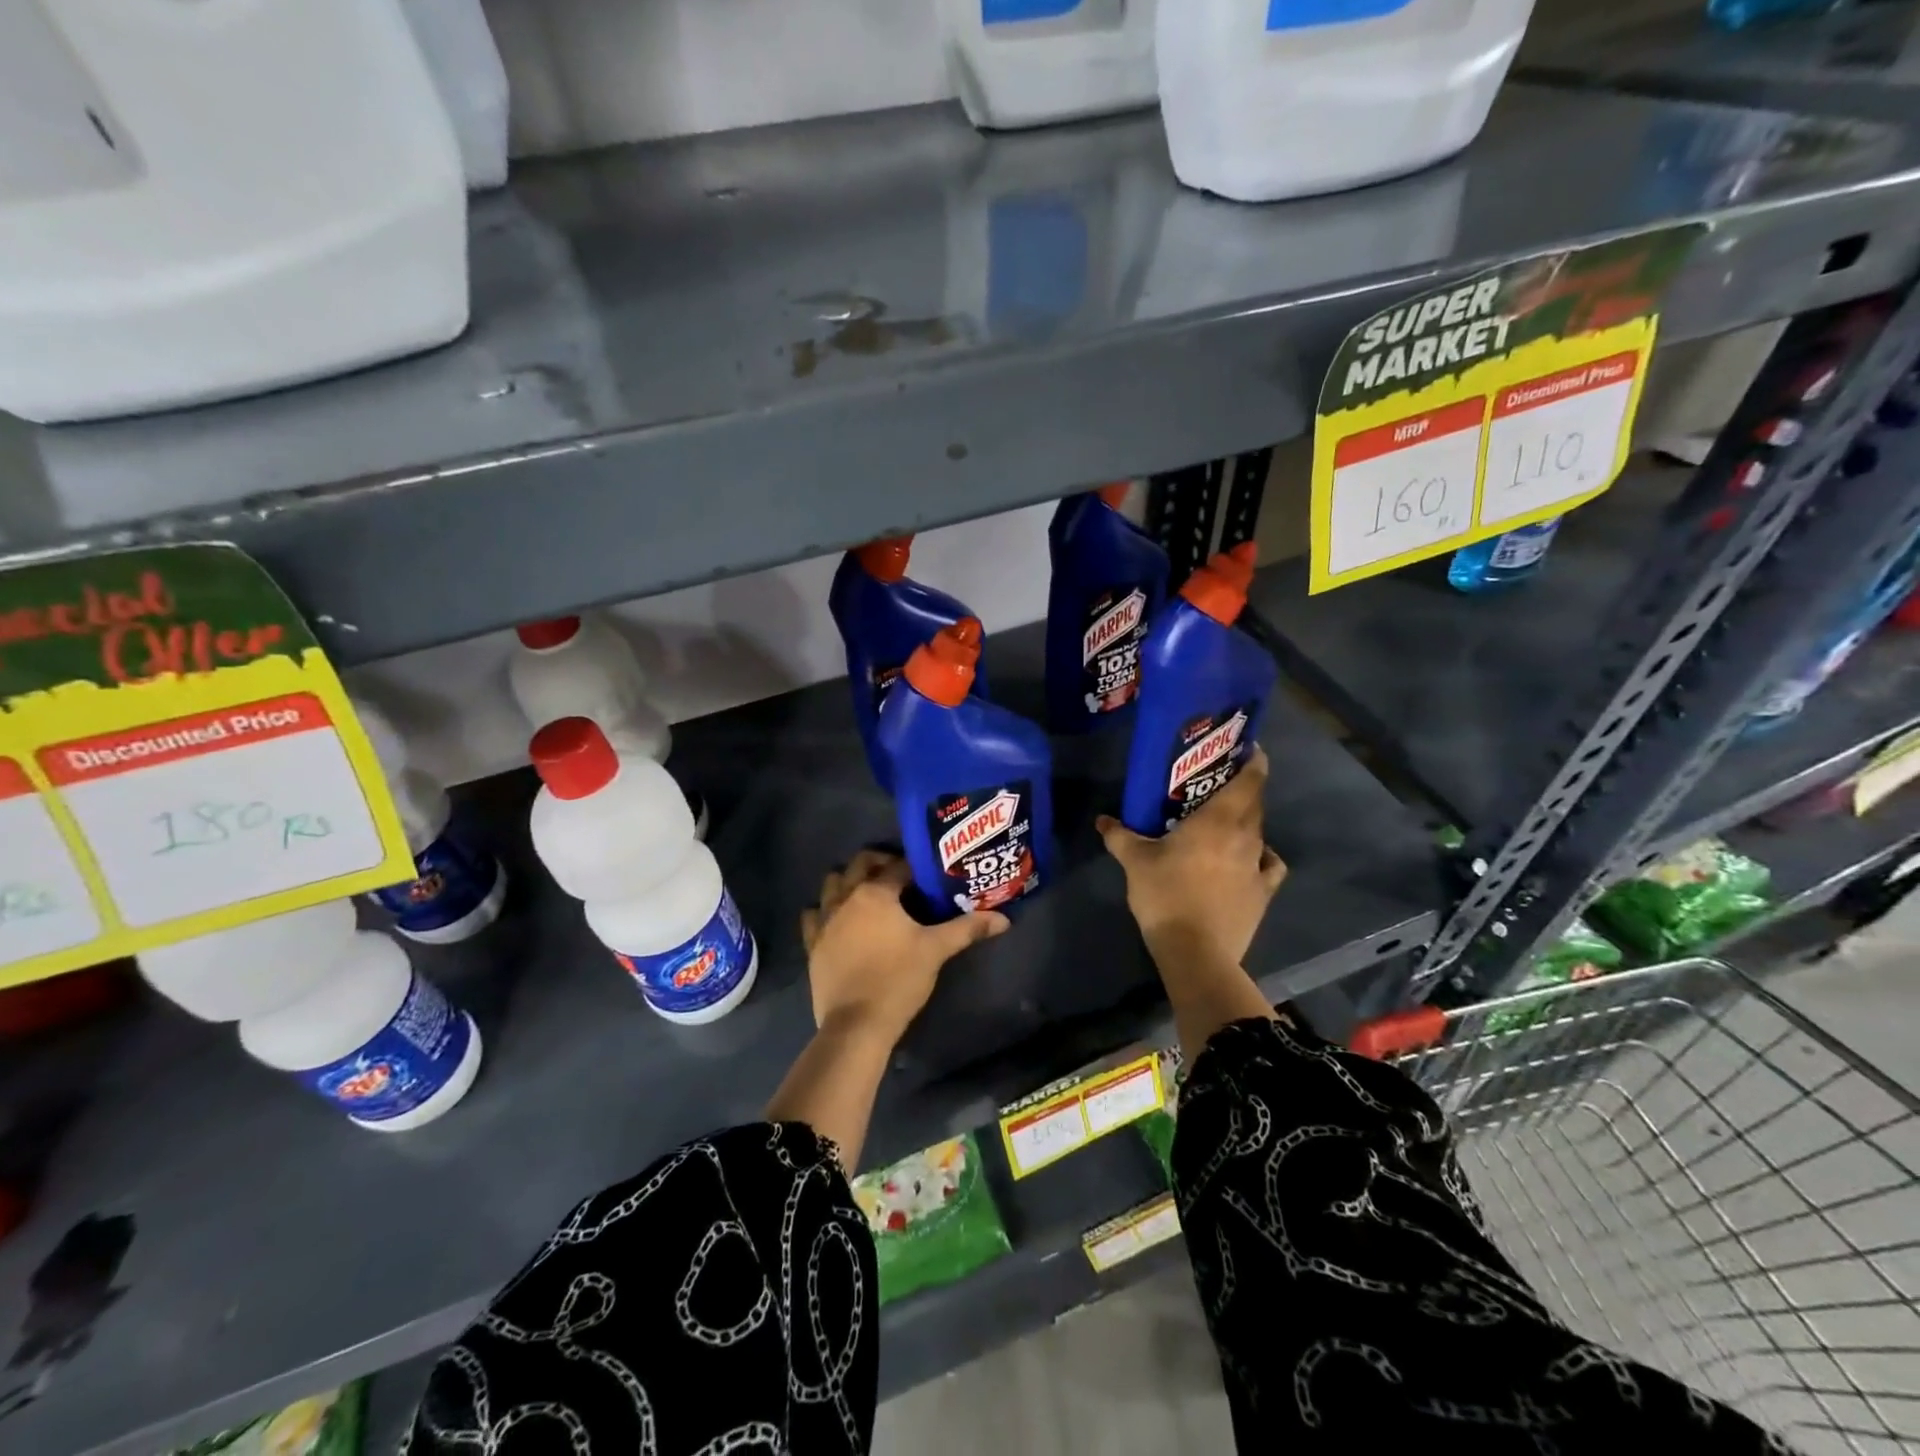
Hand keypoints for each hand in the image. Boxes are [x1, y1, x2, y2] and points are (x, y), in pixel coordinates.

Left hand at [799, 850, 1008, 1044]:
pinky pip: (813, 914)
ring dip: (849, 880)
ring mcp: (825, 919)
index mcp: (877, 892)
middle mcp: (847, 896)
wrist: (856, 1025)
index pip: (899, 866)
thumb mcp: (936, 950)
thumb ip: (968, 929)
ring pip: (833, 883)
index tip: (928, 874)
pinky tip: (838, 919)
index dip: (915, 867)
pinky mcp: (813, 943)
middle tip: (901, 877)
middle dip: (880, 862)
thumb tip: (1003, 919)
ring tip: (869, 893)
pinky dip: (824, 910)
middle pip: (861, 863)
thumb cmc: (899, 980)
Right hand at [1096, 746, 1286, 966]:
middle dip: (1244, 789)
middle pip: (1255, 803)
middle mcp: (1246, 836)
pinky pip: (1269, 864)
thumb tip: (1102, 820)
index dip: (1254, 761)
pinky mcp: (1264, 892)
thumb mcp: (1135, 862)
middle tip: (1221, 784)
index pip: (1250, 780)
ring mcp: (1258, 865)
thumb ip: (1120, 836)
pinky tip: (1249, 860)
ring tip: (1226, 822)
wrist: (1195, 951)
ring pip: (1259, 832)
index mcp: (1219, 820)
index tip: (1249, 750)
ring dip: (1247, 822)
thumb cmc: (1166, 895)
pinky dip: (1262, 856)